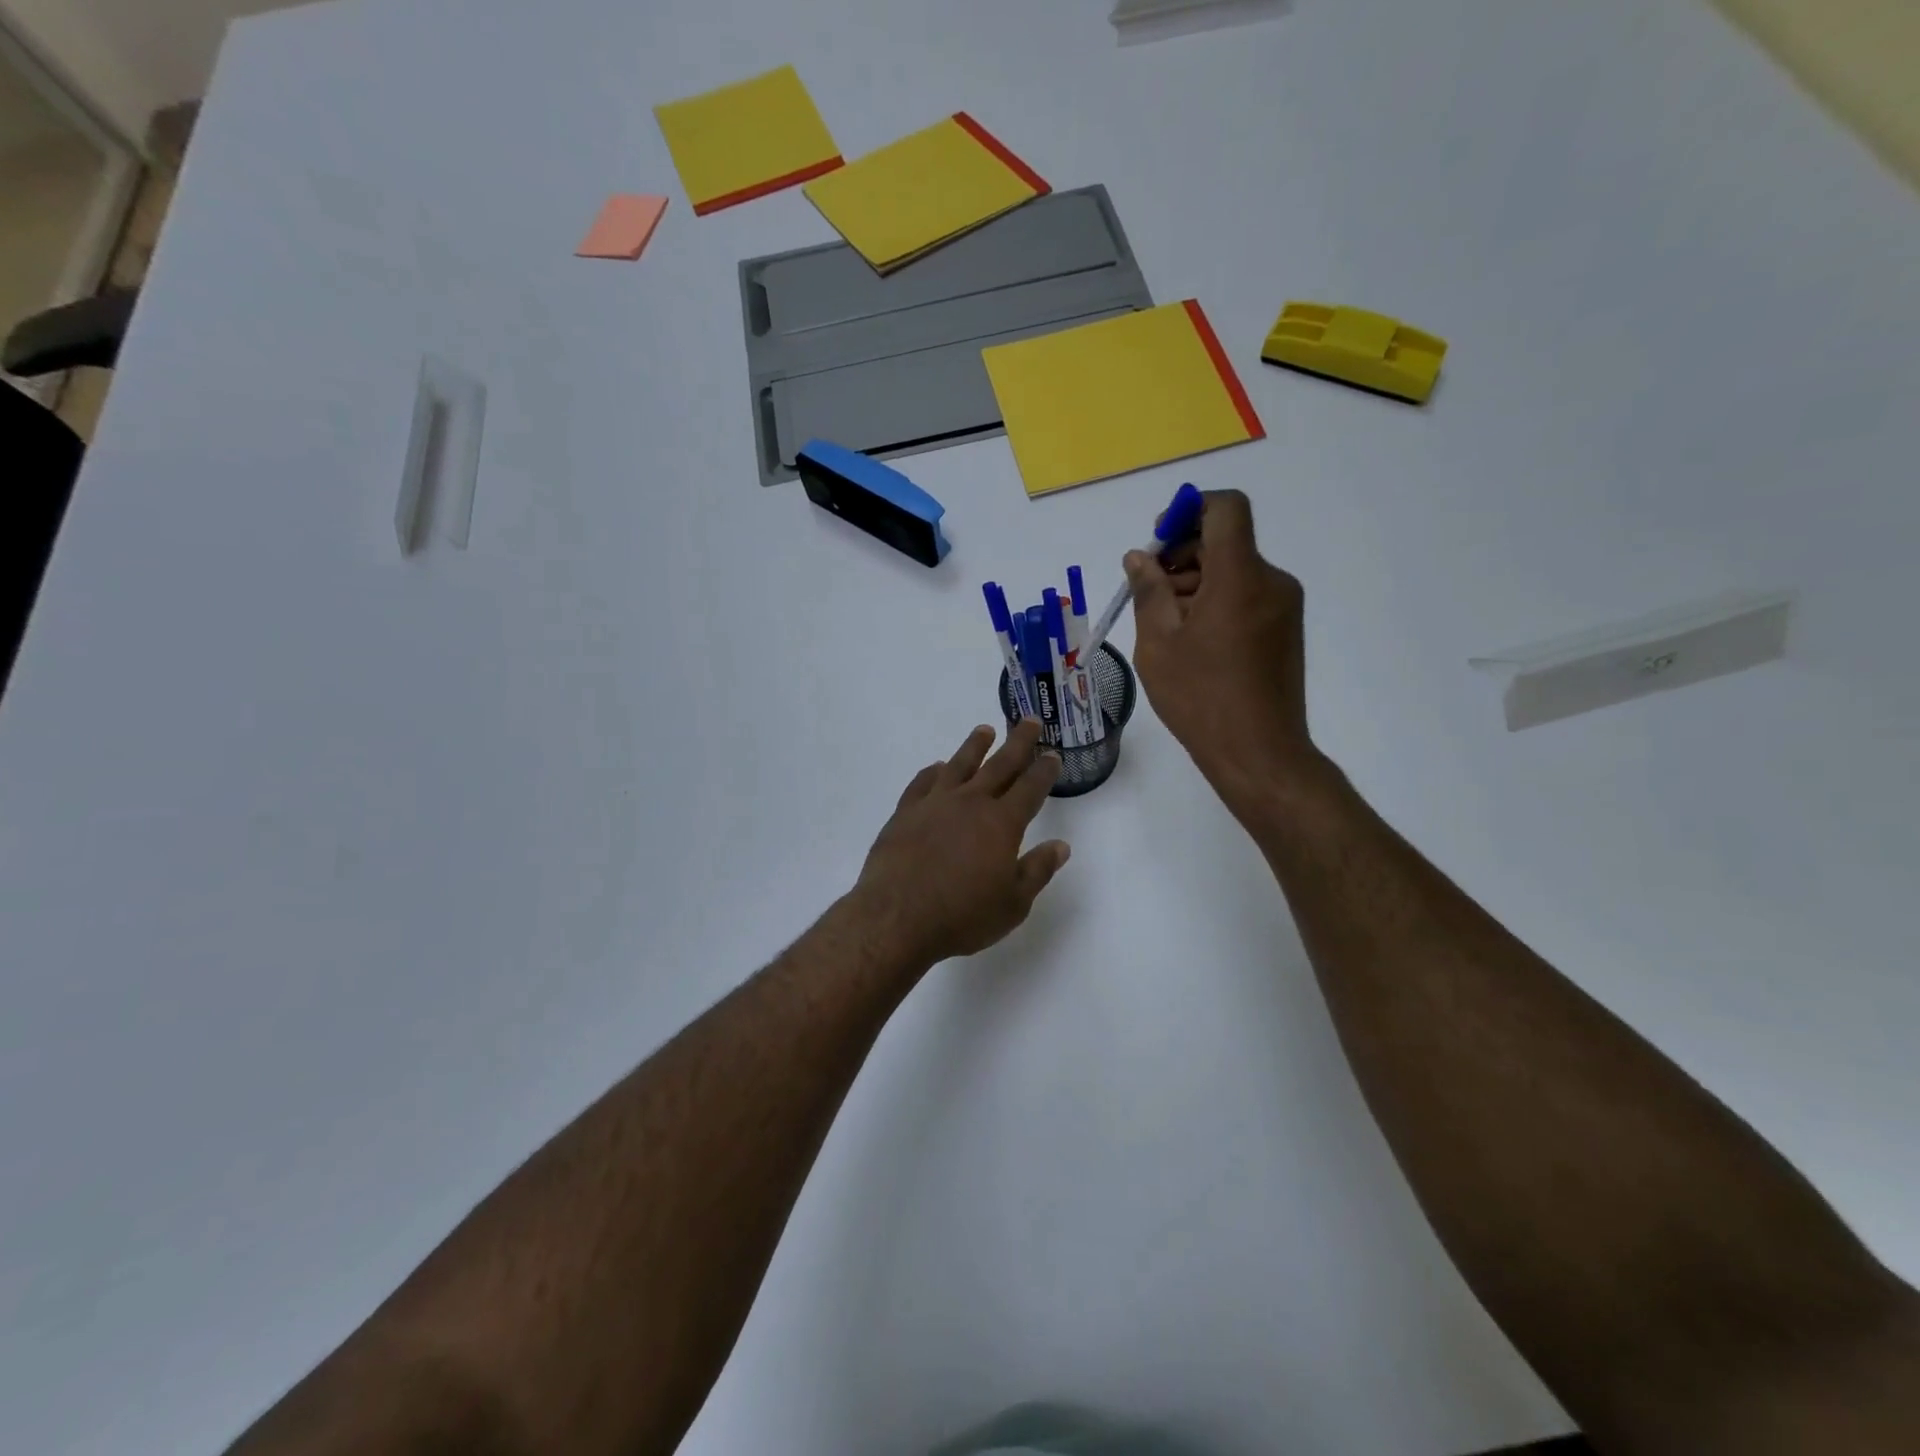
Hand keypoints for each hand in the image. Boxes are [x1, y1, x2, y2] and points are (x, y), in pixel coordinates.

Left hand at [852, 720, 1070, 966]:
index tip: (1053, 755)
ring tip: (985, 730)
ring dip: (975, 746)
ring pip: (959, 765)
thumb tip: (1061, 846)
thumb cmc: (962, 916)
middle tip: (1030, 720)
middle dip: (1018, 742)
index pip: (1030, 788)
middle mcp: (970, 803)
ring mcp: (934, 804)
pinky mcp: (904, 813)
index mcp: (1001, 823)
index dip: (1044, 770)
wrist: (896, 917)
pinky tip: (938, 767)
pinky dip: (933, 772)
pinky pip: (922, 783)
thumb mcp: (1012, 904)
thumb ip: (1037, 871)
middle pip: (999, 765)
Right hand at [1126, 489, 1317, 794]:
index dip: (1189, 510)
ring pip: (1234, 572)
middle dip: (1182, 556)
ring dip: (1196, 584)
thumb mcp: (1158, 644)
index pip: (1226, 508)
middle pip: (1226, 542)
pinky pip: (1247, 597)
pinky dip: (1216, 603)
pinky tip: (1192, 642)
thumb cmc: (1200, 698)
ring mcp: (1283, 607)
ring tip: (1165, 627)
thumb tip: (1139, 558)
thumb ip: (1148, 592)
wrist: (1259, 752)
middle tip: (1148, 593)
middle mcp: (1270, 581)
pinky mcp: (1285, 630)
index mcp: (1240, 577)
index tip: (1158, 541)